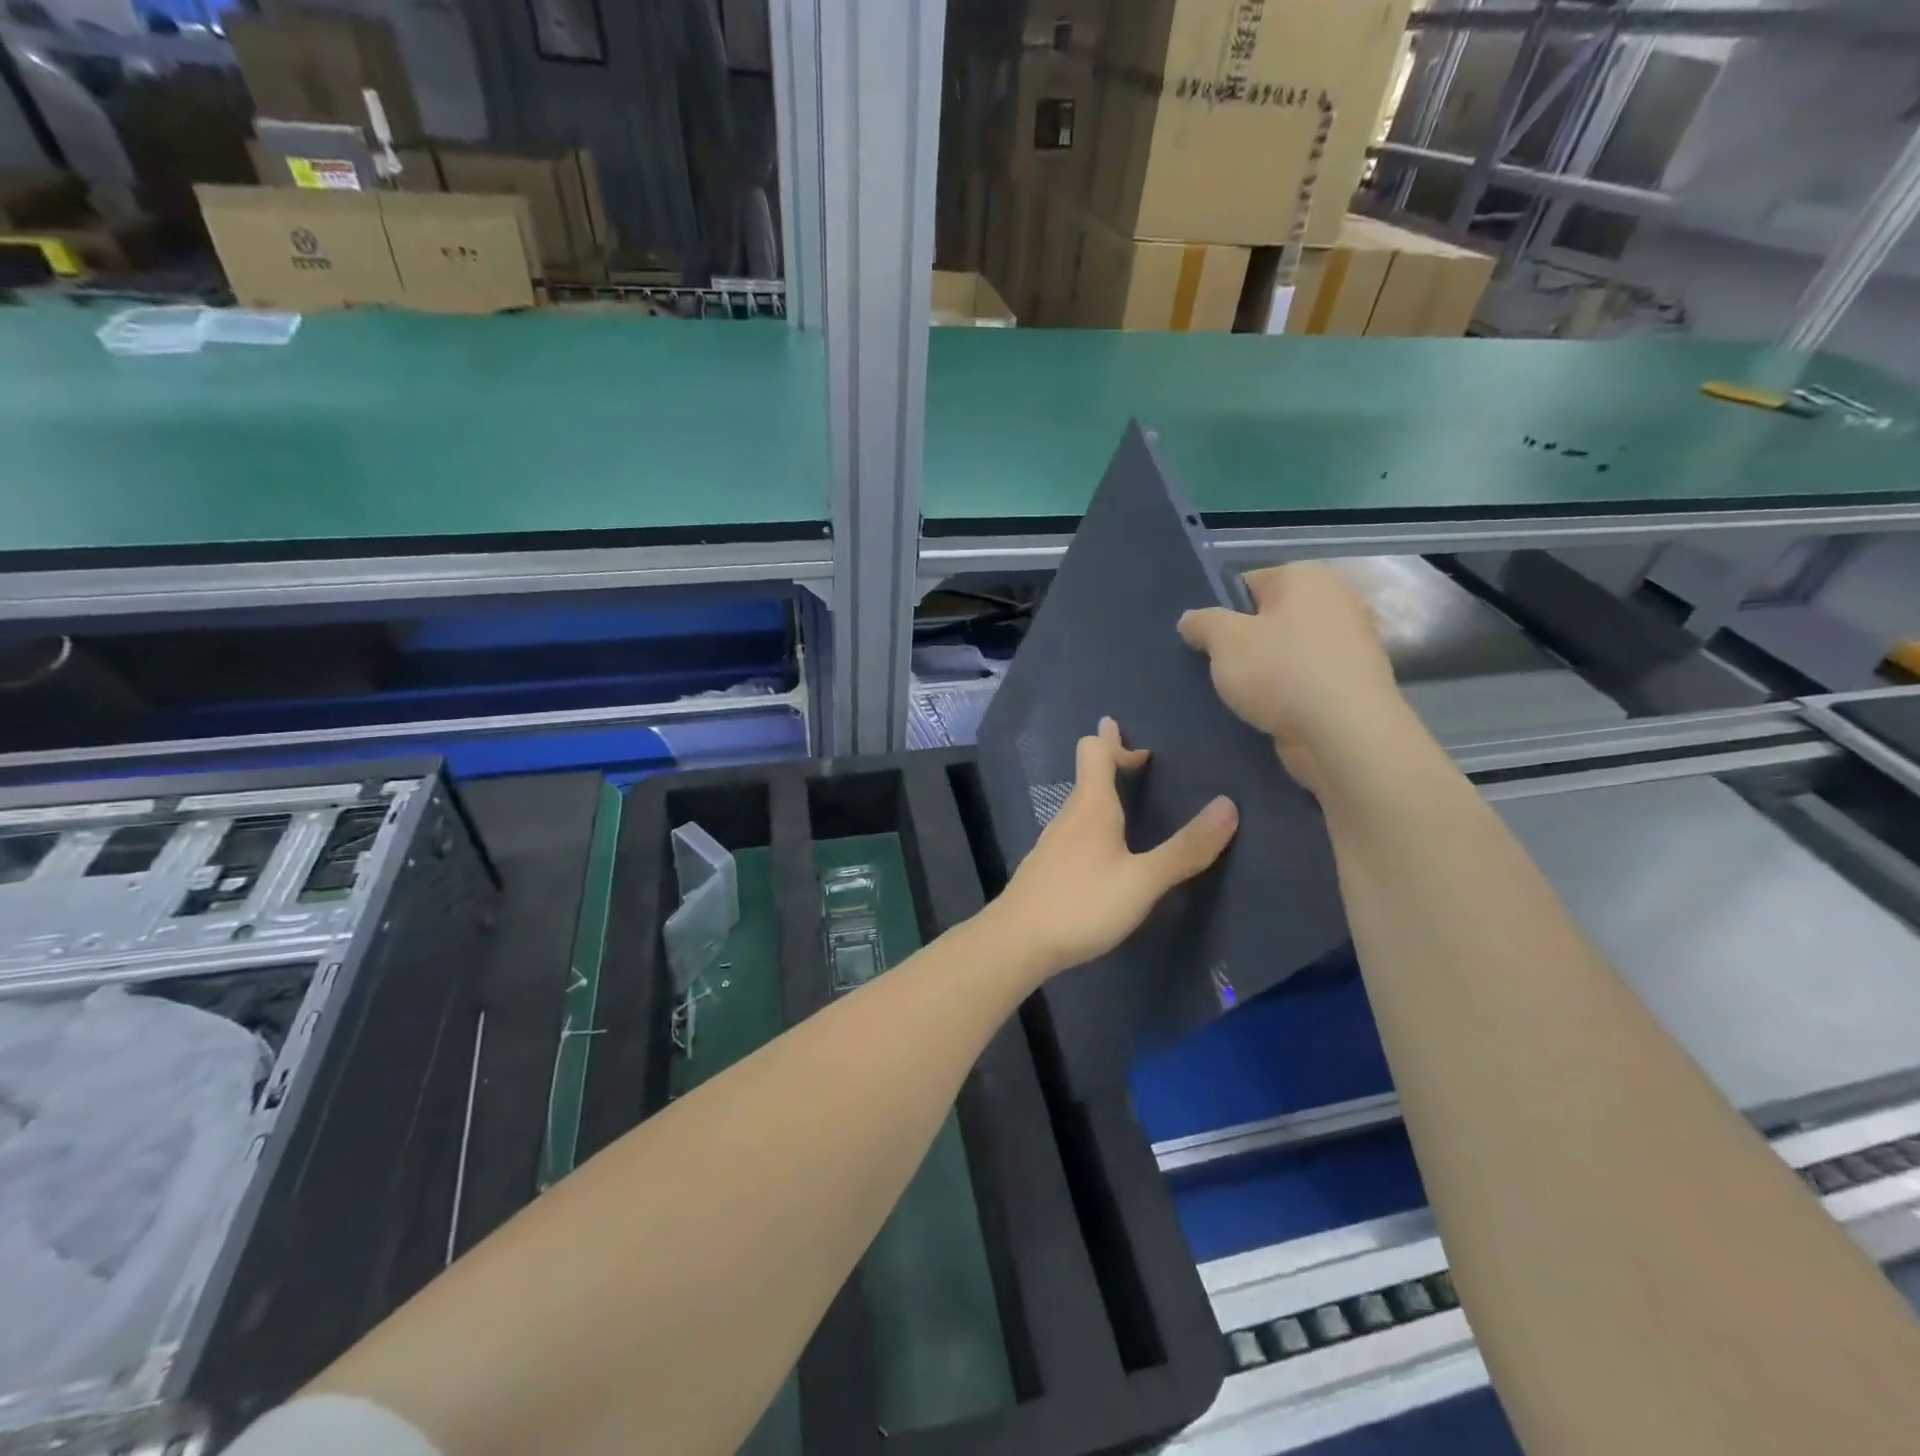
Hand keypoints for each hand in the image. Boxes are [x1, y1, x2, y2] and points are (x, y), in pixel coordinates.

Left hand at [989, 717, 1237, 978]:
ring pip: (1080, 805)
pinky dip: (1093, 823)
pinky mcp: (1046, 868)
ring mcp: (1053, 843)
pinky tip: (1104, 851)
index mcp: (1091, 807)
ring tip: (1126, 802)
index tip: (1143, 750)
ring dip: (1102, 794)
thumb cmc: (1081, 903)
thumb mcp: (1142, 881)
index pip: (1095, 752)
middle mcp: (1069, 816)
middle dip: (1110, 762)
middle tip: (1137, 759)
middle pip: (1087, 775)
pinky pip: (1074, 831)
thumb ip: (1184, 849)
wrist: (1017, 941)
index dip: (1115, 742)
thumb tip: (1228, 805)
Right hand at [1177, 562, 1403, 792]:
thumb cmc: (1281, 672)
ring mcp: (1349, 645)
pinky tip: (1261, 713)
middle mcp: (1335, 602)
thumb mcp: (1225, 640)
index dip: (1219, 611)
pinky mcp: (1351, 684)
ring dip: (1260, 671)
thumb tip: (1191, 620)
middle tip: (1211, 668)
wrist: (1344, 734)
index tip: (1201, 641)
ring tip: (1232, 695)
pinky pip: (1303, 681)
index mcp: (1306, 577)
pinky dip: (1283, 694)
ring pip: (1284, 653)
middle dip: (1240, 642)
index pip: (1247, 583)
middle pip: (1268, 619)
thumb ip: (1202, 623)